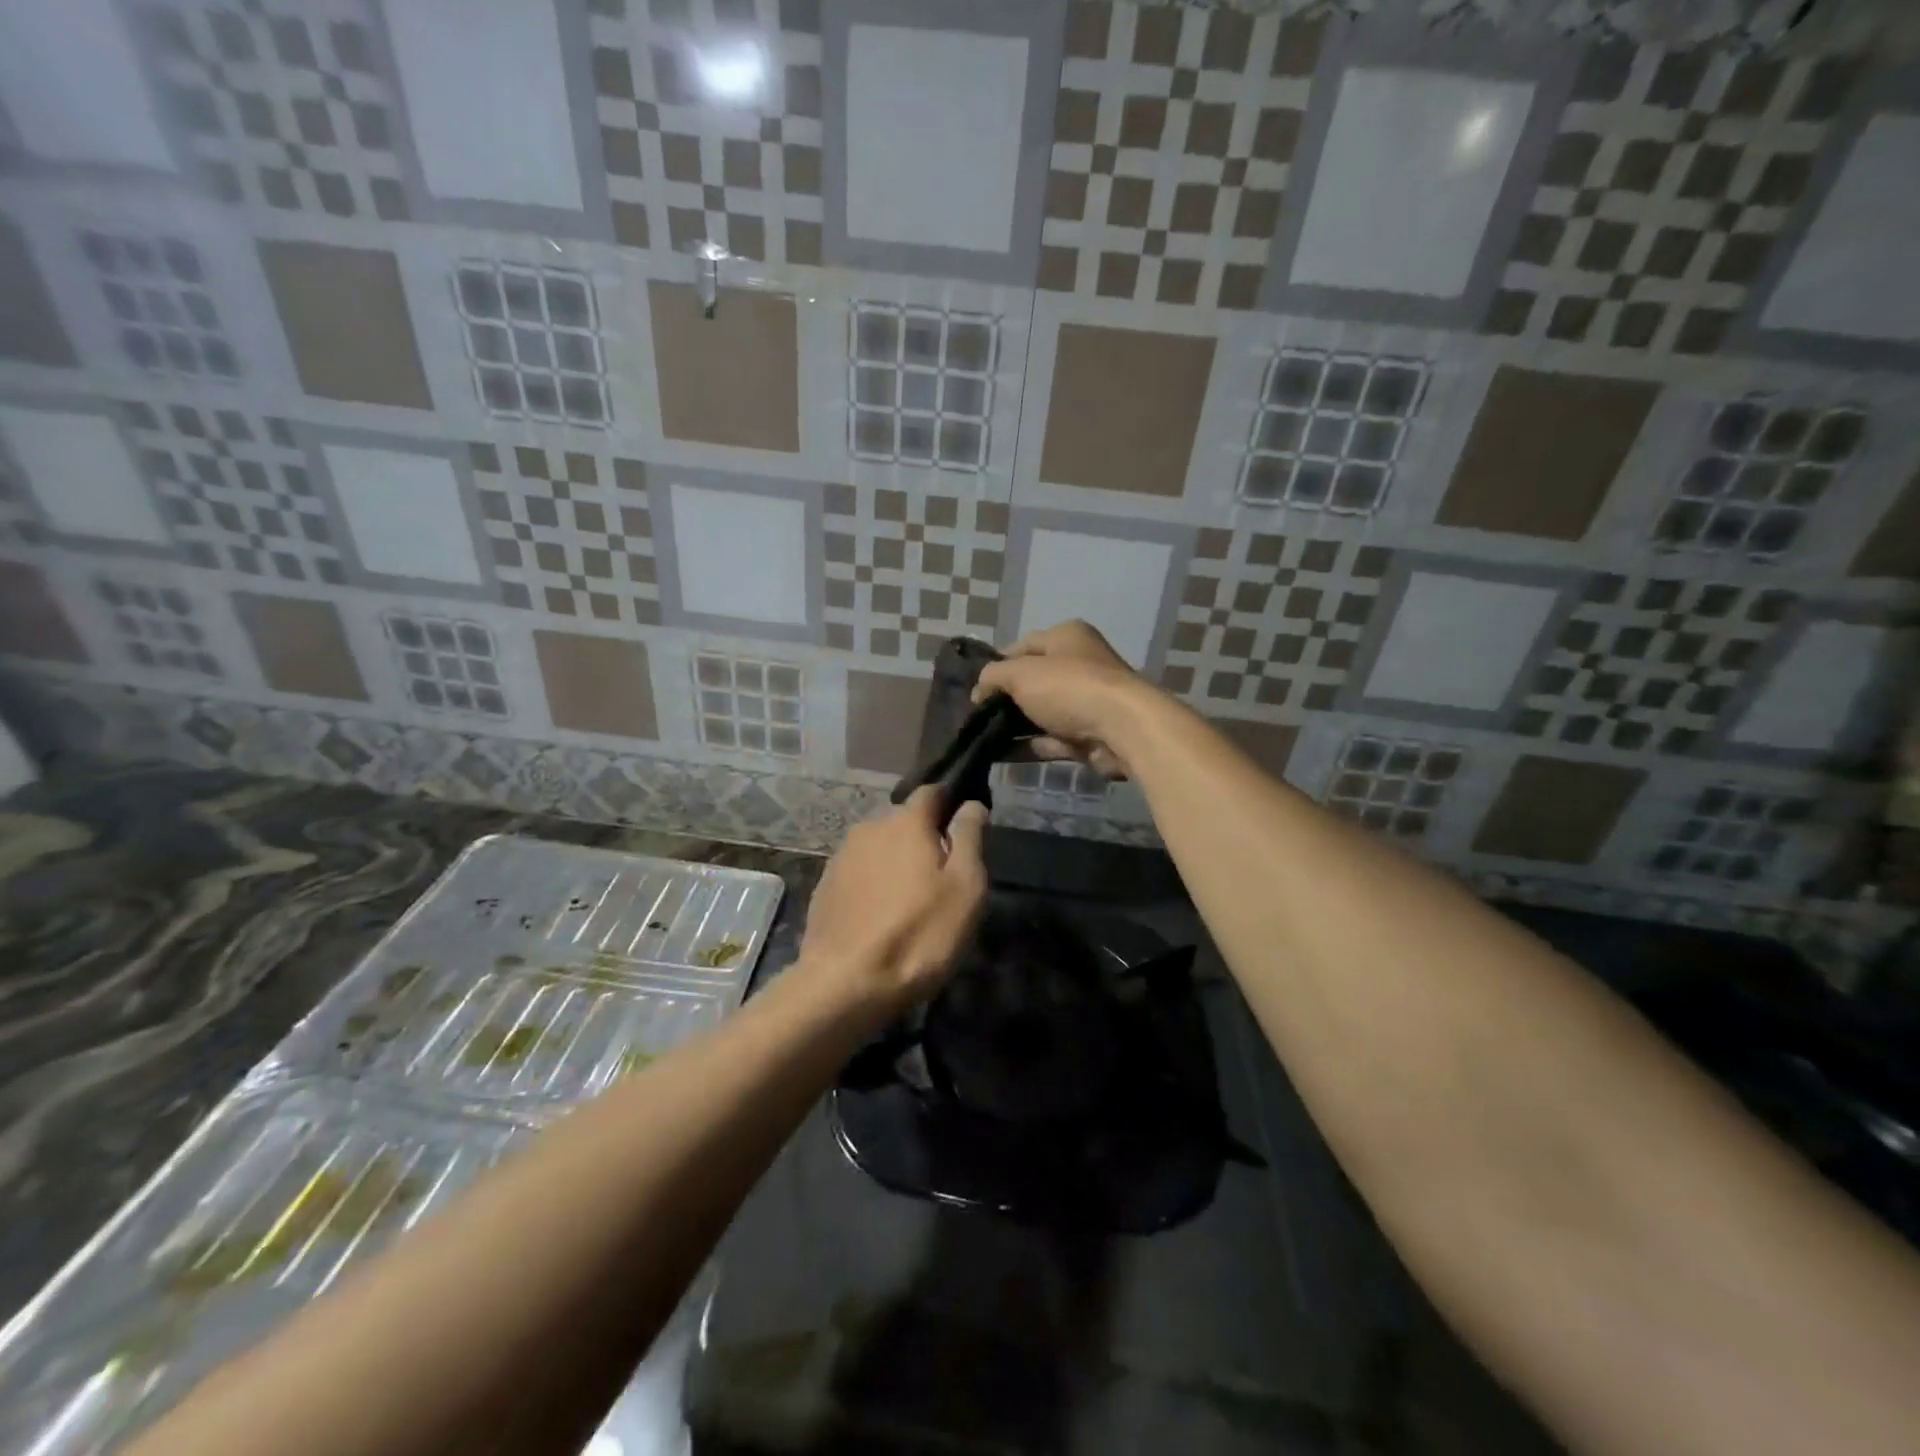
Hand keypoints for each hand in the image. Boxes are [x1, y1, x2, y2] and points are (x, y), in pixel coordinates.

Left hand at [797, 786, 988, 1016]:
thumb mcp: (965, 887)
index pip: (932, 791)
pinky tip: (880, 916)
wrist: (847, 983)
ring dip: (895, 863)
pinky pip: (859, 873)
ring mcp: (841, 857)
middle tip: (941, 876)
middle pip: (904, 822)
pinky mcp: (824, 887)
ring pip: (879, 848)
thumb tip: (971, 804)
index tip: (965, 826)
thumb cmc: (920, 933)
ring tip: (910, 901)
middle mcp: (869, 828)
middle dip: (923, 839)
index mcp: (906, 821)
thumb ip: (970, 837)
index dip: (951, 803)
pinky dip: (873, 884)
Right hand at [973, 621, 1154, 778]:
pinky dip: (1027, 746)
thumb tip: (979, 691)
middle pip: (1032, 681)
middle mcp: (1079, 664)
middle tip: (976, 715)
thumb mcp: (1020, 673)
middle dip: (1005, 698)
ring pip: (1040, 712)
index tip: (974, 688)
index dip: (996, 666)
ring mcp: (1085, 701)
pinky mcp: (1088, 734)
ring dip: (1013, 725)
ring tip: (981, 738)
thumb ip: (993, 676)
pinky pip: (1050, 739)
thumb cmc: (1069, 687)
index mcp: (1067, 637)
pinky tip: (999, 755)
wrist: (1121, 729)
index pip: (1022, 647)